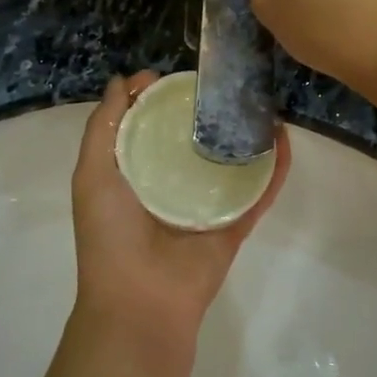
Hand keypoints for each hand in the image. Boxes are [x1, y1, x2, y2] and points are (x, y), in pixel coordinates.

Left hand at [70, 72, 290, 365]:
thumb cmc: (110, 234)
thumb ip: (104, 126)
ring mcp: (207, 204)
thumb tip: (123, 80)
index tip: (173, 75)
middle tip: (226, 81)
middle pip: (195, 139)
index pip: (150, 126)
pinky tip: (284, 138)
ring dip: (246, 134)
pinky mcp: (235, 223)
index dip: (159, 98)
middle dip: (208, 110)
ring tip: (262, 101)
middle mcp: (172, 184)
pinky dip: (274, 168)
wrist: (141, 301)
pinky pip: (258, 191)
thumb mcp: (92, 173)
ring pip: (231, 161)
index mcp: (136, 173)